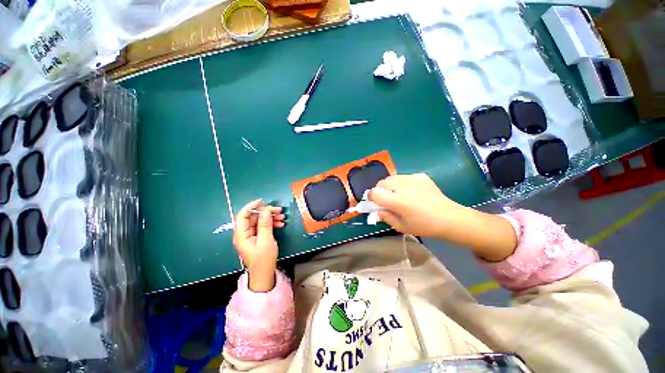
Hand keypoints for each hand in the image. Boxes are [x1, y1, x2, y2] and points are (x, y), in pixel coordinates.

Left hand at [233, 199, 285, 291]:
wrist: (264, 274)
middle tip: (279, 211)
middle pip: (253, 217)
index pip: (242, 216)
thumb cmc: (264, 259)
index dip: (251, 207)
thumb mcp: (266, 241)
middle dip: (266, 212)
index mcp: (242, 235)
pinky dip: (271, 224)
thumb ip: (265, 225)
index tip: (262, 201)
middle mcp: (244, 234)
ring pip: (259, 221)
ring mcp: (250, 236)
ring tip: (282, 217)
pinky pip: (262, 227)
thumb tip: (265, 211)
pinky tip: (280, 224)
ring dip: (270, 217)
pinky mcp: (256, 238)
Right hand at [368, 173, 465, 237]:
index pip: (374, 192)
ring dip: (389, 185)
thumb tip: (376, 210)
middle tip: (386, 199)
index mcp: (397, 200)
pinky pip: (403, 177)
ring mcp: (412, 179)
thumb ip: (385, 217)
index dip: (371, 197)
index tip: (373, 202)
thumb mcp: (401, 227)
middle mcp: (403, 186)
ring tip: (397, 194)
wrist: (449, 218)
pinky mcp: (420, 176)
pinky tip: (410, 192)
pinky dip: (401, 183)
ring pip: (391, 178)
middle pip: (381, 182)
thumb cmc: (424, 226)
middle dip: (379, 190)